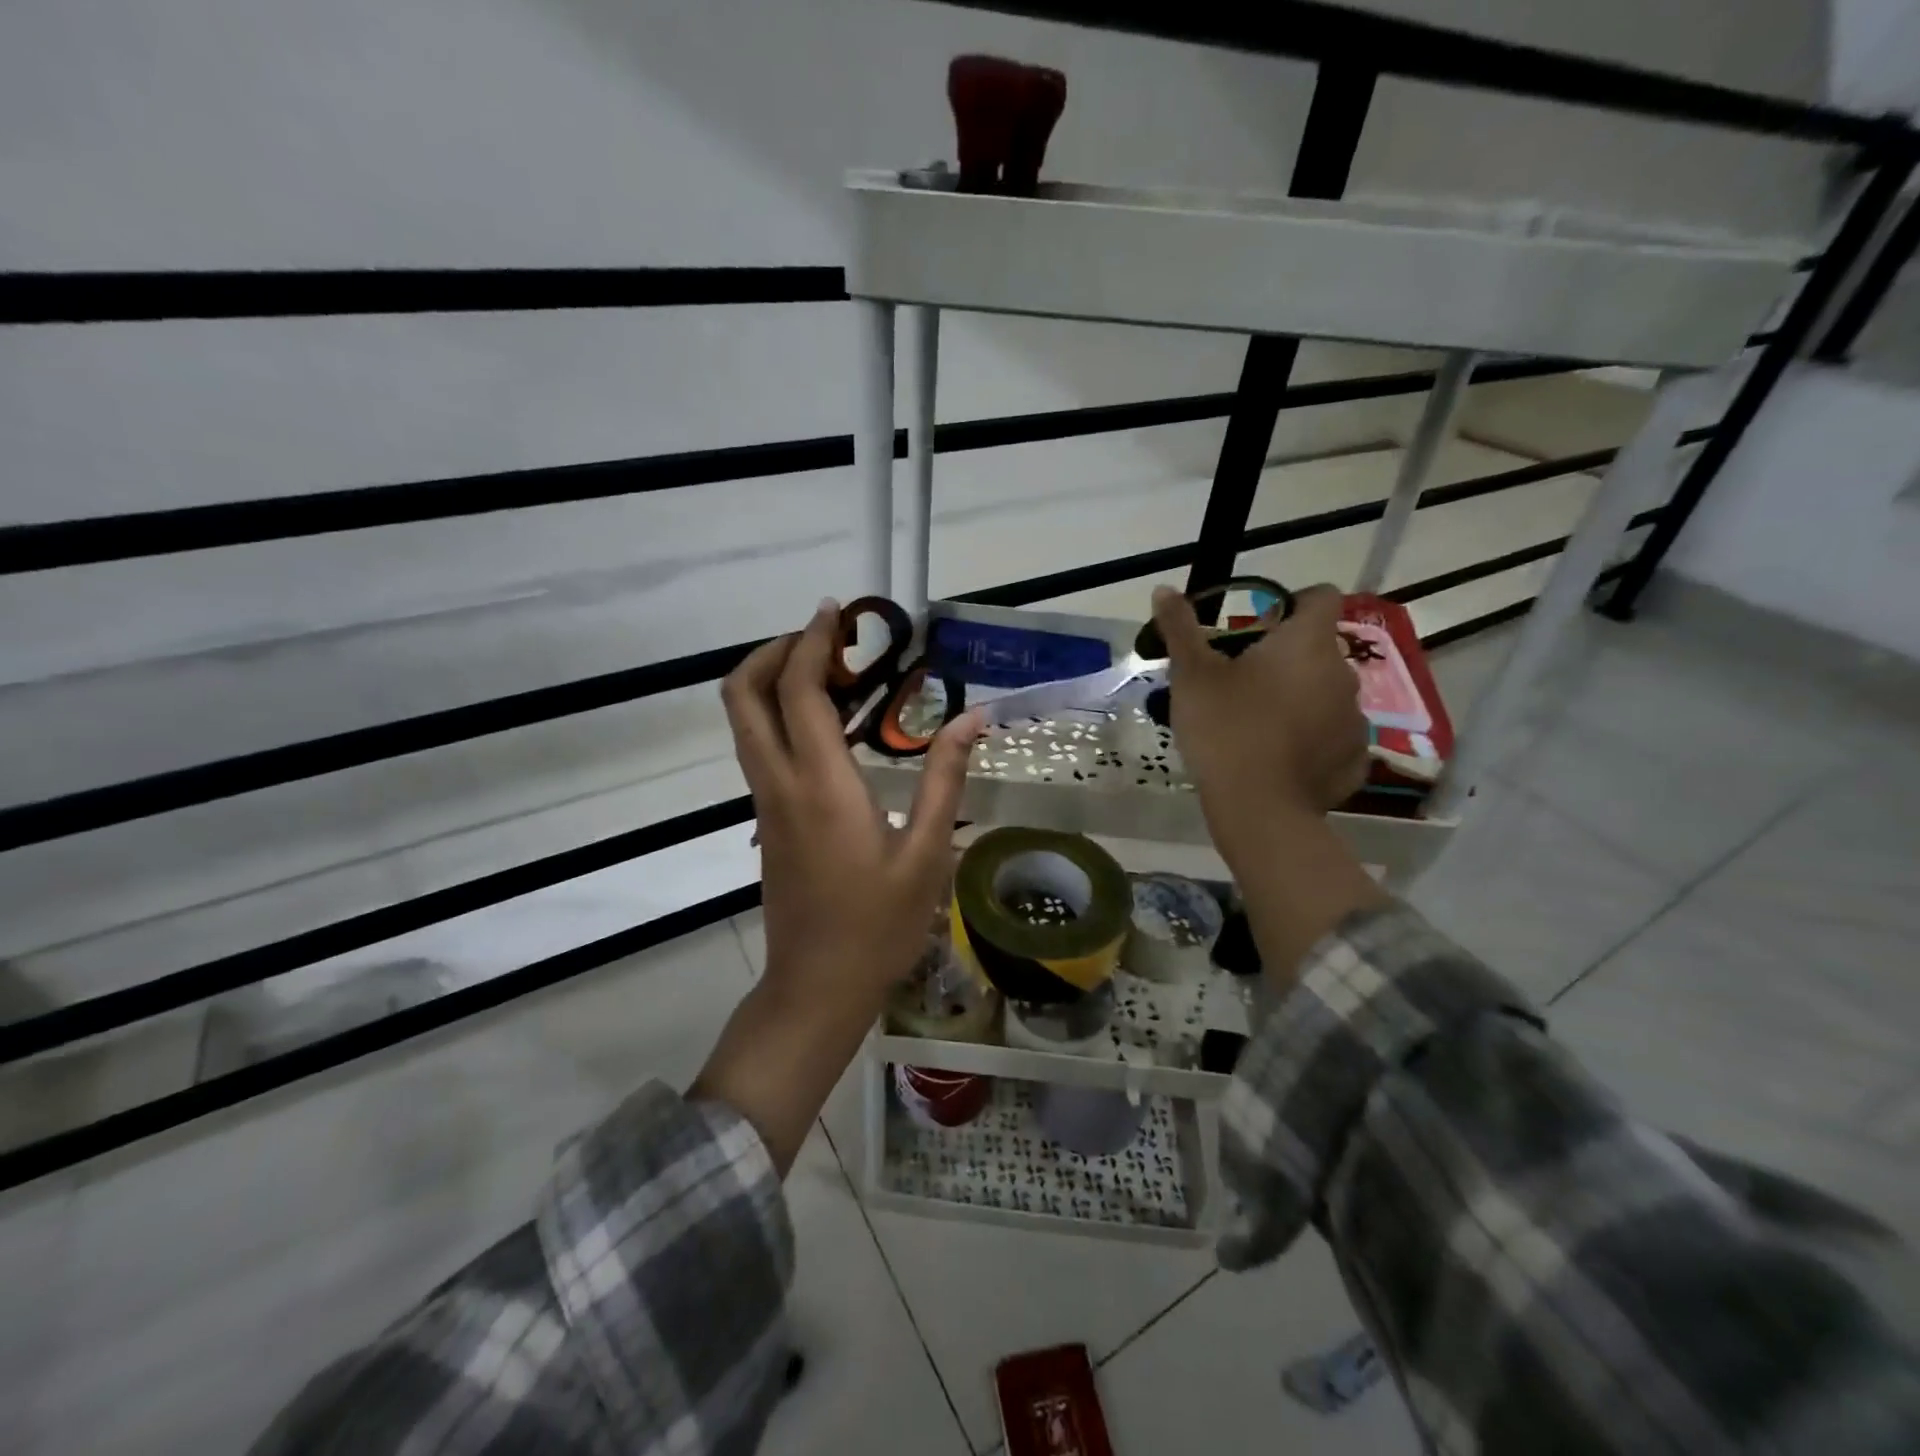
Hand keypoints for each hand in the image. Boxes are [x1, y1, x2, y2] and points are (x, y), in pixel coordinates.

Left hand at [692, 599, 982, 1171]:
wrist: (816, 987)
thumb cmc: (878, 926)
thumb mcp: (926, 852)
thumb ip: (946, 778)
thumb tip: (971, 718)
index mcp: (820, 785)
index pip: (799, 691)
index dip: (812, 642)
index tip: (836, 612)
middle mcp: (780, 783)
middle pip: (743, 695)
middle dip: (775, 652)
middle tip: (826, 642)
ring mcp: (766, 802)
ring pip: (745, 721)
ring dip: (776, 682)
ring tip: (835, 675)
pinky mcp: (767, 819)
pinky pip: (760, 747)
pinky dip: (781, 715)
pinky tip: (831, 727)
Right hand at [1151, 583, 1368, 853]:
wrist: (1259, 809)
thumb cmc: (1225, 729)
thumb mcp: (1192, 676)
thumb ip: (1181, 628)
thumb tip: (1163, 588)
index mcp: (1307, 643)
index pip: (1321, 597)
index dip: (1294, 602)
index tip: (1261, 624)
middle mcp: (1343, 673)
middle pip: (1318, 650)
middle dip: (1286, 658)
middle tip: (1242, 682)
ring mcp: (1354, 719)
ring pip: (1326, 694)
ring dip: (1301, 698)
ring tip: (1260, 724)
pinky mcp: (1354, 759)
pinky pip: (1333, 736)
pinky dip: (1312, 739)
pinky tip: (1280, 757)